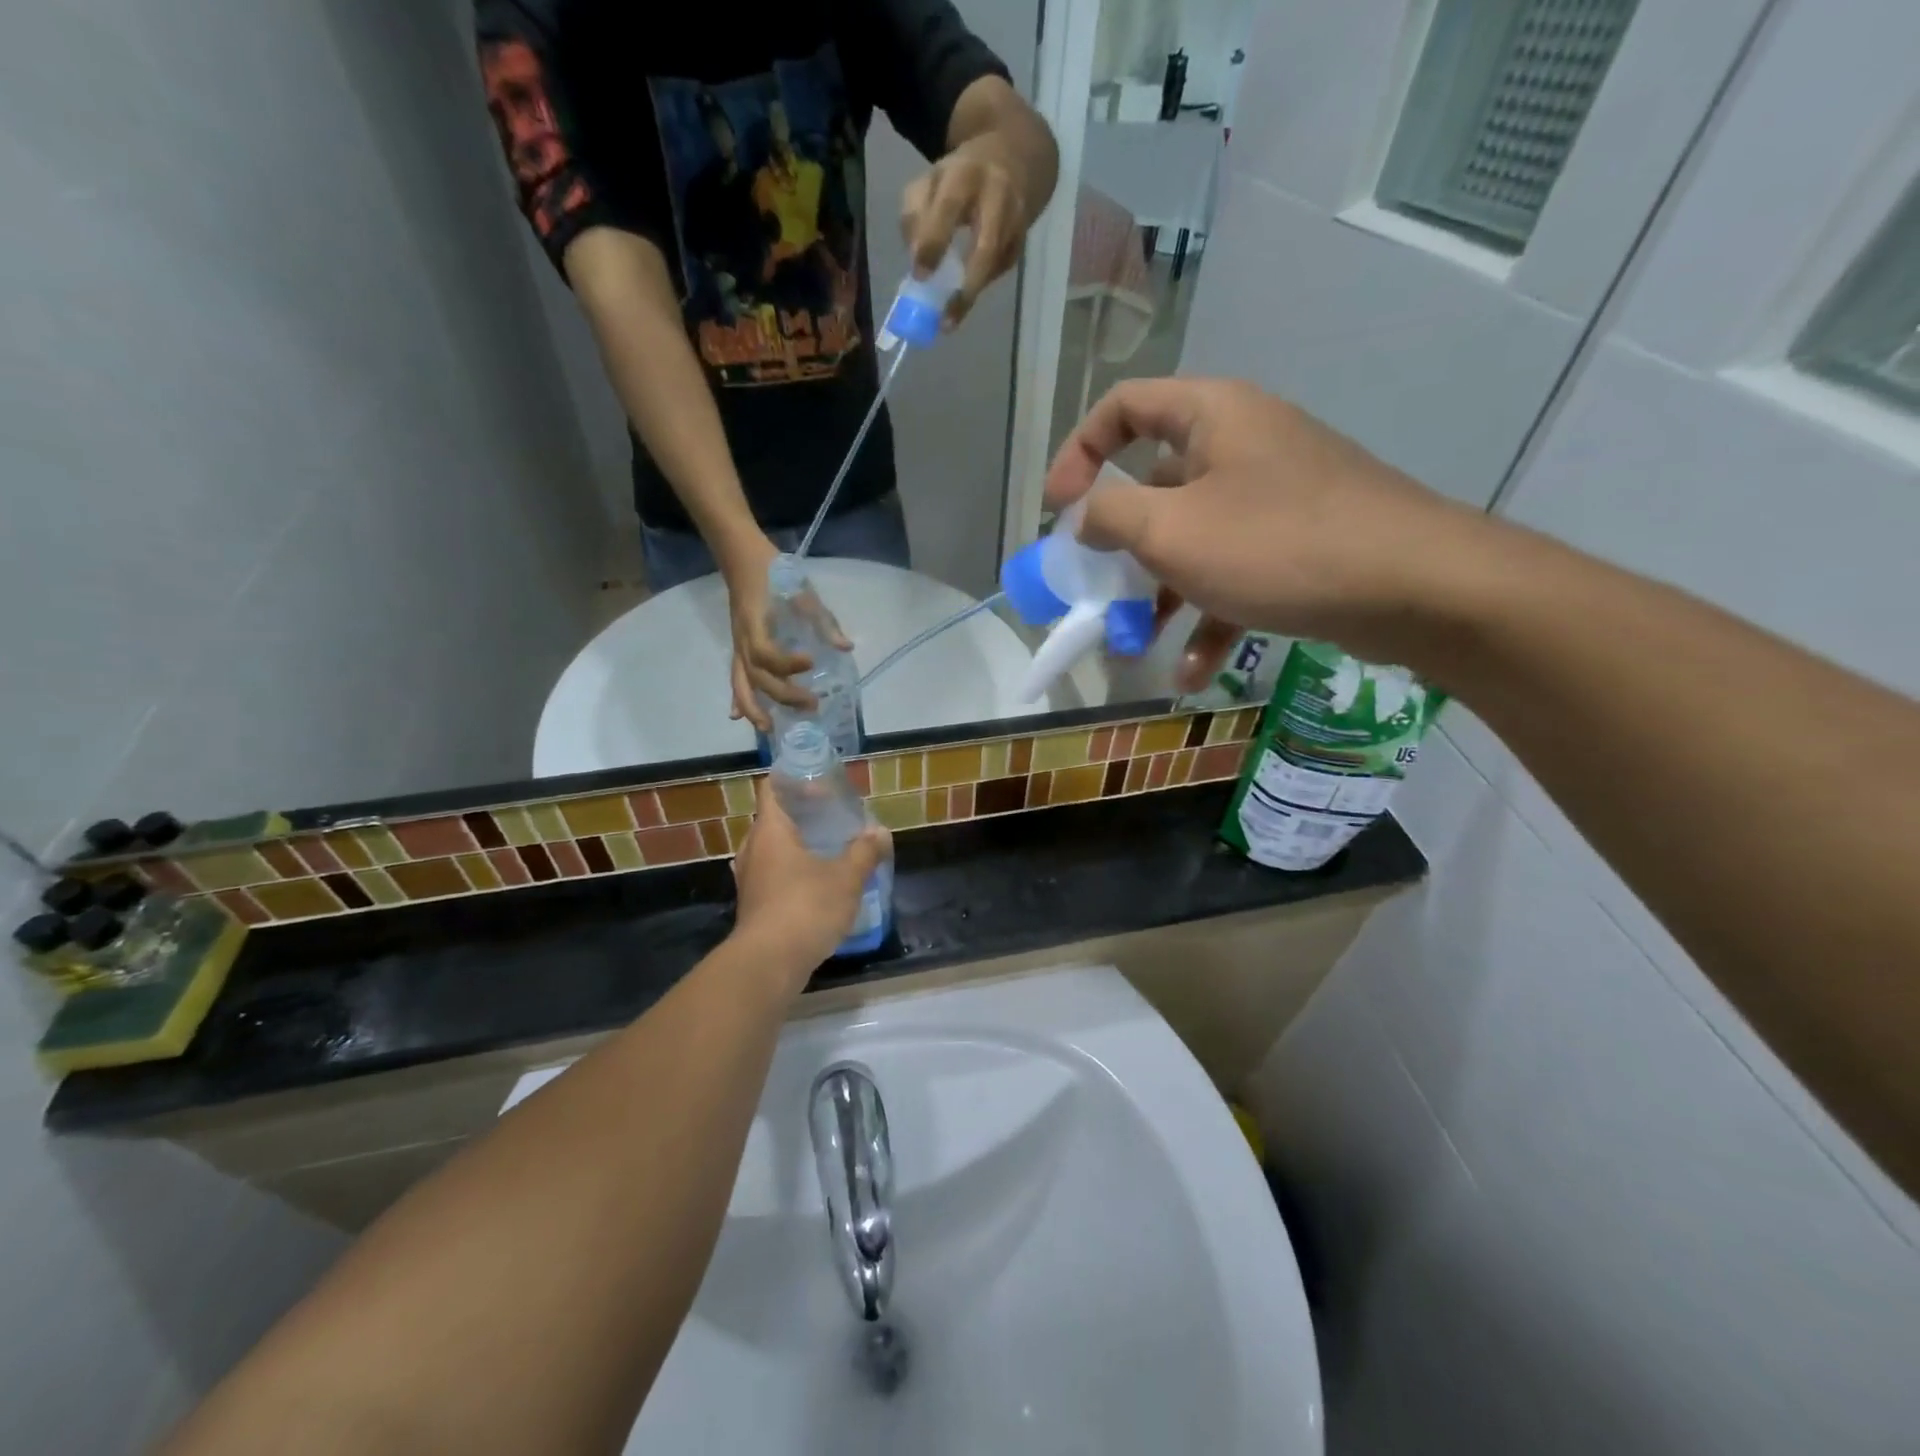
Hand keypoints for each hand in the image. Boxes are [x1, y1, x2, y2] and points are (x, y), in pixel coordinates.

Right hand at [720, 534, 850, 730]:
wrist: (743, 557)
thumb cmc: (774, 573)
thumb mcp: (803, 592)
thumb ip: (823, 621)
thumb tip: (846, 648)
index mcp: (757, 624)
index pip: (767, 653)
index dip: (787, 664)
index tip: (811, 663)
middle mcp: (744, 640)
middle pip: (757, 676)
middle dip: (782, 694)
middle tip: (811, 705)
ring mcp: (739, 646)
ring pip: (741, 683)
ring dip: (753, 708)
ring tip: (769, 729)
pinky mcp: (738, 648)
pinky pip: (735, 676)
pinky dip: (737, 697)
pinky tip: (738, 717)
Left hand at [732, 778, 889, 983]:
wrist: (769, 964)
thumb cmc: (806, 907)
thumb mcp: (846, 878)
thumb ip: (865, 852)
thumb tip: (881, 832)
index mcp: (770, 831)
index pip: (772, 789)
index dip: (795, 781)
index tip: (823, 786)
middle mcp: (753, 850)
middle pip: (772, 819)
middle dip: (801, 816)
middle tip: (831, 818)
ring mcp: (749, 880)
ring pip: (771, 850)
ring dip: (796, 847)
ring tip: (827, 850)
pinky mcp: (753, 906)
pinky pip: (772, 876)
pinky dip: (791, 873)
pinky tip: (816, 884)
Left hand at [900, 133, 1031, 327]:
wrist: (1014, 158)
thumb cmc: (960, 176)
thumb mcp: (930, 181)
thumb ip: (915, 214)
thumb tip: (915, 260)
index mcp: (966, 174)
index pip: (949, 208)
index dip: (934, 242)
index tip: (920, 275)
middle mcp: (998, 196)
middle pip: (986, 247)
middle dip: (966, 286)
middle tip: (945, 318)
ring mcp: (1015, 221)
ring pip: (995, 265)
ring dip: (971, 294)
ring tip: (950, 320)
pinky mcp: (1022, 242)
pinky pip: (998, 270)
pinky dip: (979, 285)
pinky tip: (964, 294)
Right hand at [1044, 378, 1484, 685]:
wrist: (1413, 586)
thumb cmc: (1277, 544)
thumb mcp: (1171, 530)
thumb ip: (1111, 516)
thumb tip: (1087, 517)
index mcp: (1210, 416)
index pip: (1122, 407)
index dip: (1078, 452)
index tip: (1057, 509)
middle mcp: (1242, 445)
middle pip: (1155, 483)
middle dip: (1119, 544)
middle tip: (1095, 587)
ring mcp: (1274, 496)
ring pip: (1193, 538)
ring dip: (1158, 594)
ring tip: (1133, 645)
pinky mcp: (1300, 543)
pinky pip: (1236, 574)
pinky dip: (1210, 618)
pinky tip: (1192, 671)